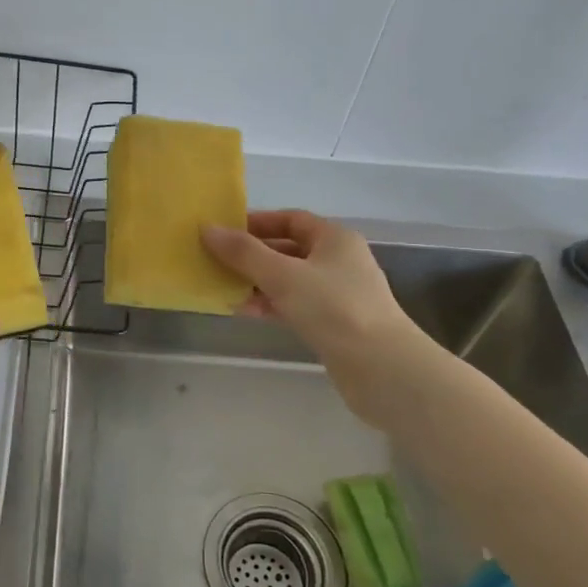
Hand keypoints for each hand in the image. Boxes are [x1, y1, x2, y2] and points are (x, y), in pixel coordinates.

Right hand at [202, 210, 433, 425]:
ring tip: (223, 287)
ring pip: (289, 279)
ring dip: (258, 282)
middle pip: (288, 249)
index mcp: (334, 238)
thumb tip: (207, 229)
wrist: (380, 367)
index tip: (224, 231)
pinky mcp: (334, 324)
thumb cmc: (333, 308)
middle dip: (252, 255)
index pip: (291, 219)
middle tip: (216, 260)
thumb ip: (243, 253)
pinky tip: (245, 311)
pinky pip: (295, 305)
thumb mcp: (283, 275)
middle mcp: (339, 261)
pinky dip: (271, 305)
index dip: (257, 222)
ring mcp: (338, 294)